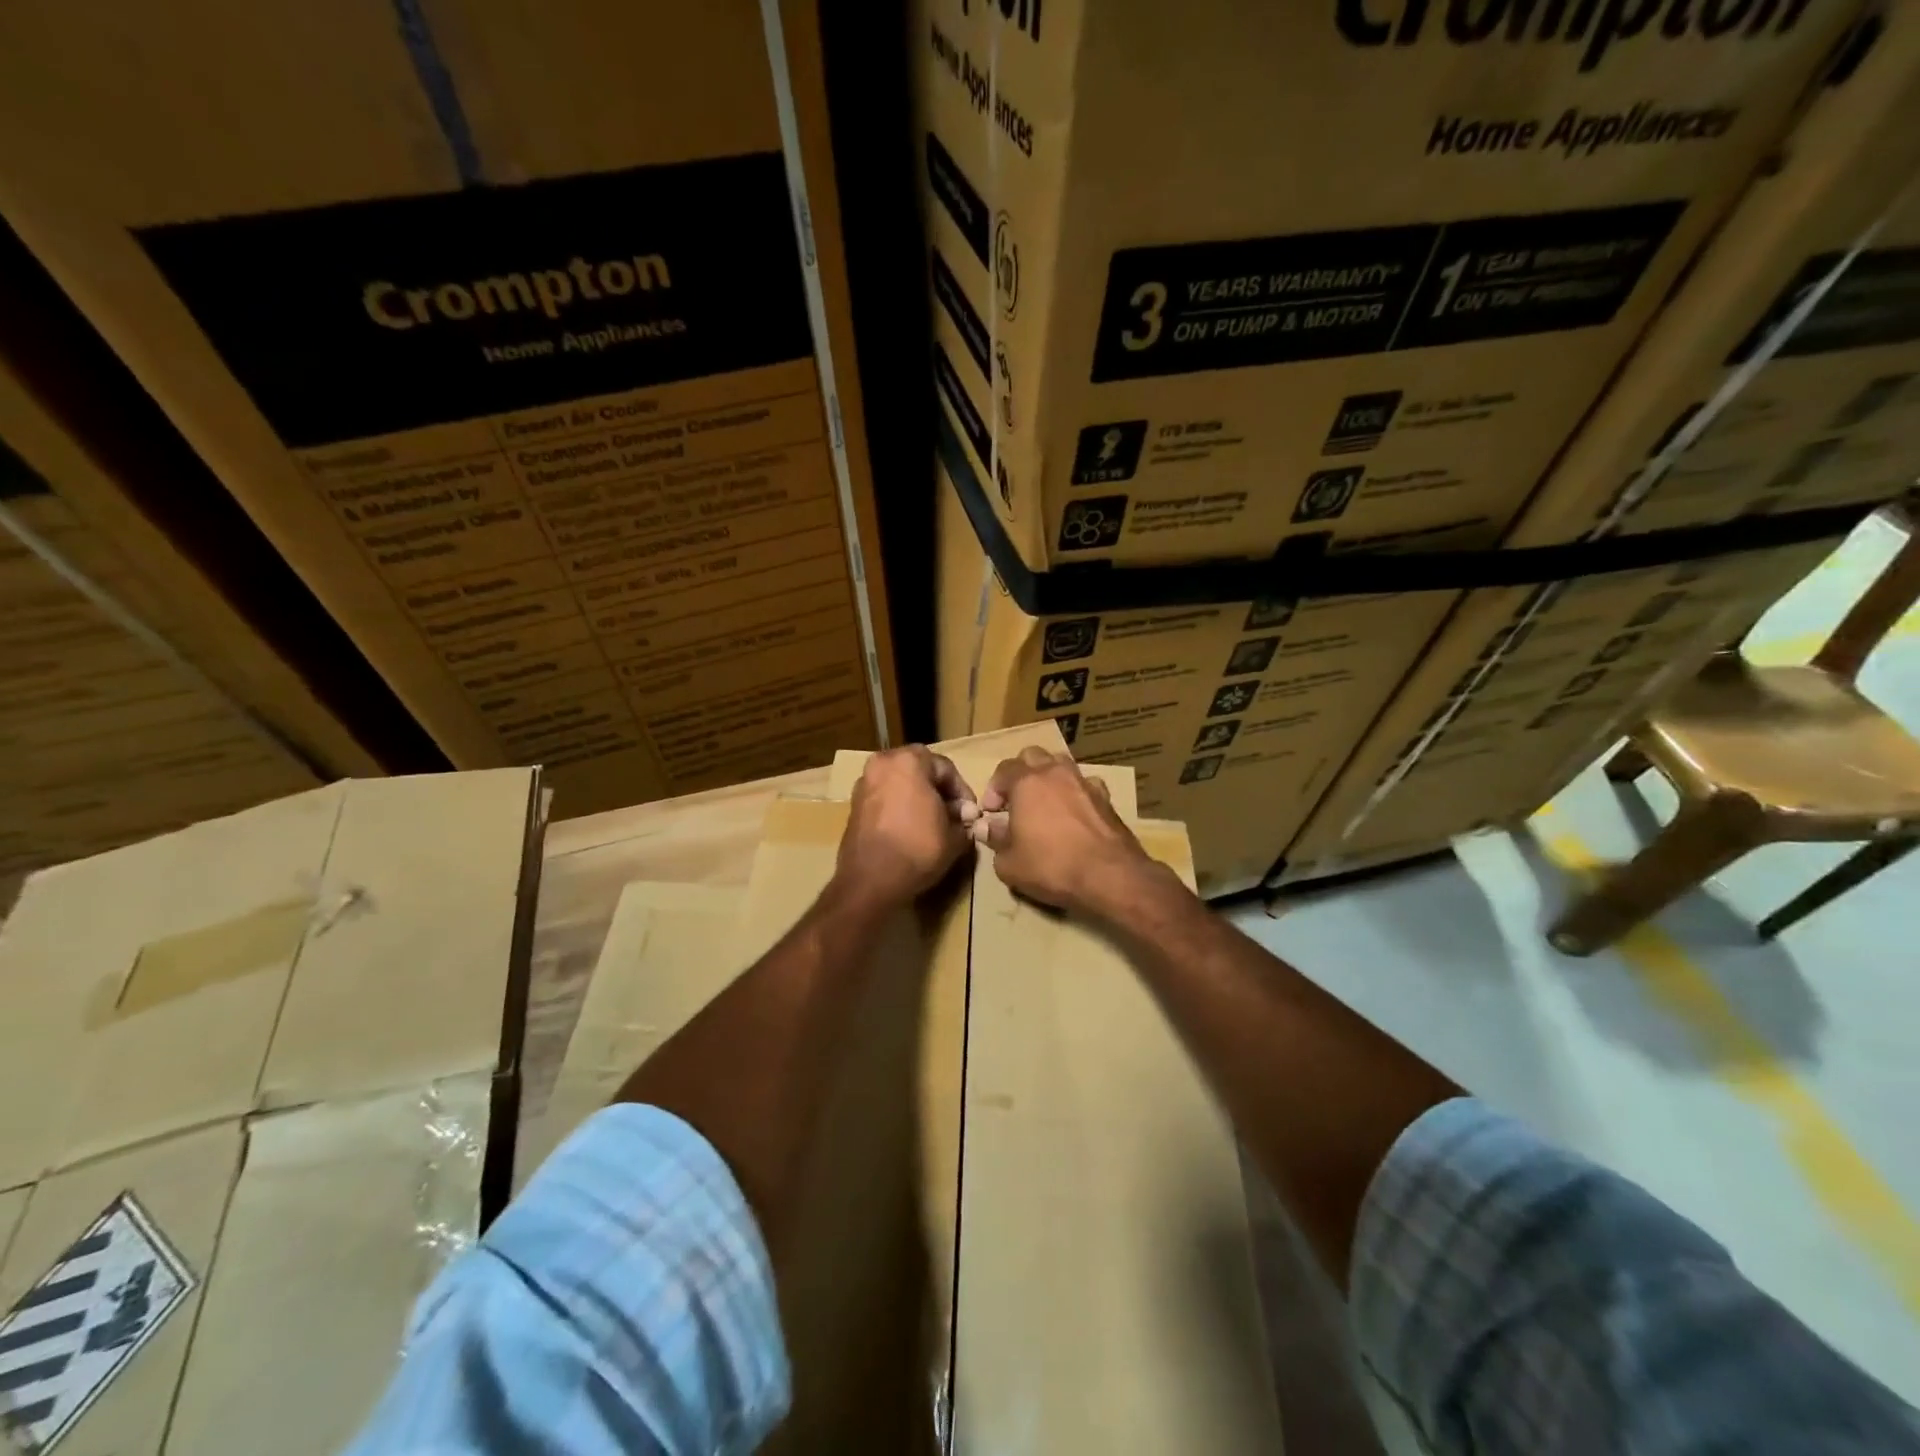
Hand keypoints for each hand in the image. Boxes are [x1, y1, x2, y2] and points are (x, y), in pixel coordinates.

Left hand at [836, 746, 976, 905]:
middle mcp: (882, 763)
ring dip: (918, 798)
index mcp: (908, 761)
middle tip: (952, 816)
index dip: (962, 792)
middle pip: (920, 771)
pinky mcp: (854, 804)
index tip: (969, 814)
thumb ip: (963, 819)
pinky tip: (910, 829)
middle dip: (938, 791)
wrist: (870, 881)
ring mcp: (864, 783)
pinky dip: (899, 807)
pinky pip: (884, 798)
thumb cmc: (917, 849)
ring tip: (932, 824)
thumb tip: (965, 815)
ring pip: (900, 783)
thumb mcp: (954, 836)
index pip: (946, 768)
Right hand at [978, 748, 1154, 912]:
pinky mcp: (1106, 798)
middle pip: (1033, 756)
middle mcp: (1055, 773)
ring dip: (1049, 777)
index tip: (991, 812)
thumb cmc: (1051, 866)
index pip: (1004, 769)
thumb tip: (987, 827)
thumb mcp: (1009, 863)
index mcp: (1027, 782)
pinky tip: (1074, 811)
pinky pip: (1085, 784)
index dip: (993, 789)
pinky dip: (1075, 791)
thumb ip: (995, 839)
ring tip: (1044, 802)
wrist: (1109, 875)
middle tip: (1016, 801)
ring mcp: (1084, 782)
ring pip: (1061, 764)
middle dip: (1020, 774)